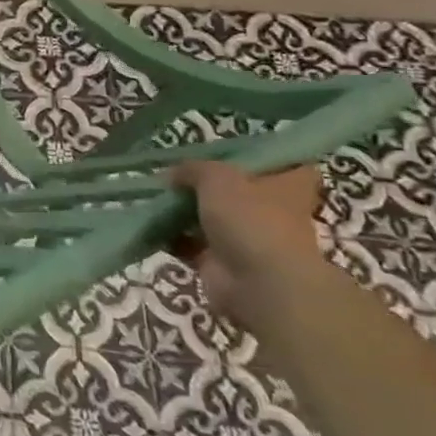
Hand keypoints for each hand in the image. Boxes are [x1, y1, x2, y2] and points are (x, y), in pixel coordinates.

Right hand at [169, 162, 326, 326]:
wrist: (258, 284)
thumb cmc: (250, 219)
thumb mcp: (217, 177)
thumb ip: (194, 169)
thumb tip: (174, 174)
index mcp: (286, 186)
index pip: (286, 164)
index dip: (261, 157)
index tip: (230, 151)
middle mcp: (271, 211)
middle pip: (240, 190)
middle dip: (207, 184)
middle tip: (175, 172)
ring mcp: (247, 238)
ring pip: (212, 217)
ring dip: (184, 210)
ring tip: (153, 195)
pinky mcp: (222, 262)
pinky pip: (191, 243)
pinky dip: (171, 236)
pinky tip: (148, 223)